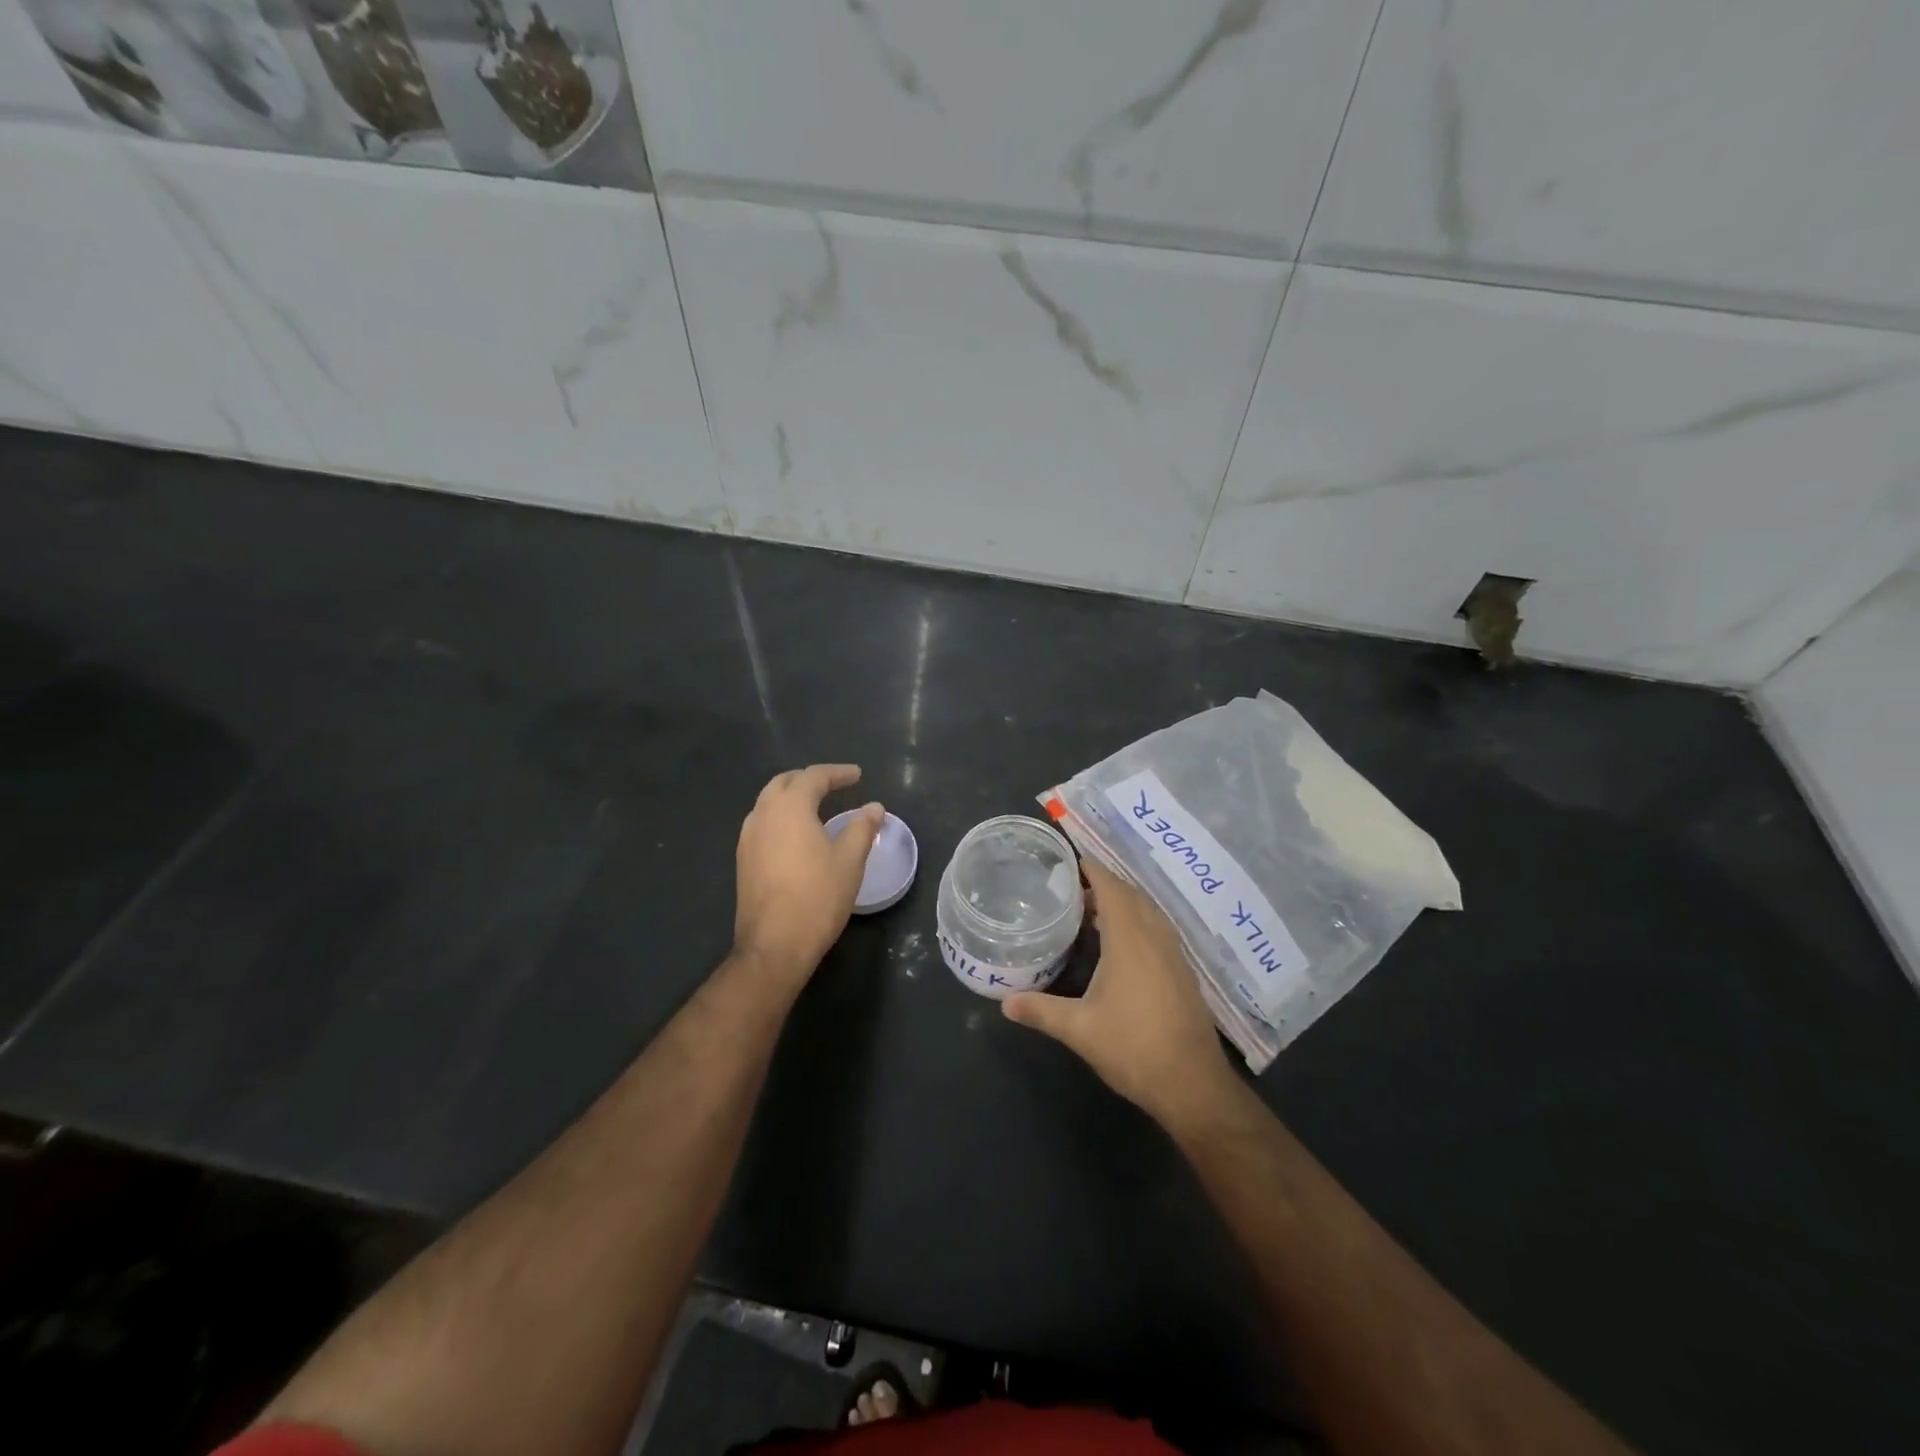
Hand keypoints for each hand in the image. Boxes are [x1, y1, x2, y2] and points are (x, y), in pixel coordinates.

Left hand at [732, 764, 882, 995]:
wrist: (774, 945)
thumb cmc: (818, 897)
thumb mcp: (850, 861)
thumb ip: (862, 827)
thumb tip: (874, 806)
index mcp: (789, 808)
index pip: (813, 777)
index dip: (837, 773)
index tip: (857, 775)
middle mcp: (763, 815)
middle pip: (784, 783)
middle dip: (809, 779)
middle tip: (834, 784)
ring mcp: (748, 838)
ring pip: (768, 802)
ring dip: (791, 797)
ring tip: (815, 805)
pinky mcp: (743, 860)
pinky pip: (762, 823)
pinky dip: (781, 817)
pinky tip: (795, 834)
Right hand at [1004, 859, 1236, 1130]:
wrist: (1193, 1084)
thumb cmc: (1134, 1049)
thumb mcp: (1079, 1030)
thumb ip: (1040, 1011)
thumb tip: (1004, 1002)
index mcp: (1130, 940)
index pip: (1112, 889)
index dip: (1094, 870)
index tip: (1072, 861)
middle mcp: (1155, 938)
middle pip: (1132, 895)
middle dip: (1105, 884)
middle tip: (1073, 888)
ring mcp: (1174, 955)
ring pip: (1149, 912)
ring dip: (1124, 902)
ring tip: (1093, 910)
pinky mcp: (1182, 972)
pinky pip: (1158, 929)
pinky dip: (1138, 921)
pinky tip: (1122, 943)